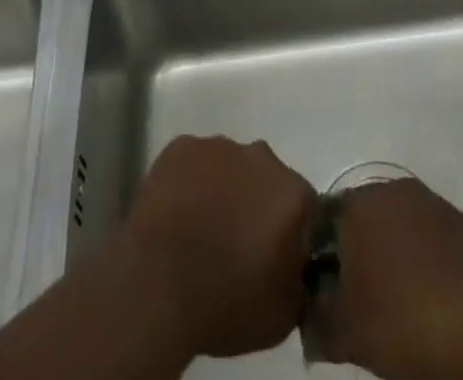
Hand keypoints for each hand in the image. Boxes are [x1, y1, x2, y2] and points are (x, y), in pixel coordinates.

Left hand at [119, 135, 317, 359]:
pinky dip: (192, 181)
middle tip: (238, 242)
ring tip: (203, 227)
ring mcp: (219, 146)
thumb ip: (300, 283)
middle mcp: (261, 157)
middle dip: (258, 204)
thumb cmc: (224, 303)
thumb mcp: (281, 317)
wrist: (156, 284)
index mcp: (292, 195)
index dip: (292, 233)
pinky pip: (195, 161)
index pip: (305, 208)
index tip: (275, 256)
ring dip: (225, 189)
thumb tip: (297, 269)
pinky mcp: (182, 145)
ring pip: (230, 165)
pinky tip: (180, 212)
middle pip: (267, 179)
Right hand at [315, 178, 462, 379]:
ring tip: (401, 307)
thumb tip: (308, 317)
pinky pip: (435, 241)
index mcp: (359, 204)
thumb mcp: (346, 336)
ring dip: (396, 257)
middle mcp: (393, 190)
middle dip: (360, 254)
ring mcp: (435, 204)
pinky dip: (429, 265)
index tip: (326, 294)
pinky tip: (436, 304)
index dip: (321, 257)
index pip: (324, 219)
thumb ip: (317, 322)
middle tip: (361, 303)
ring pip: (402, 227)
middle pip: (365, 218)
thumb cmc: (405, 325)